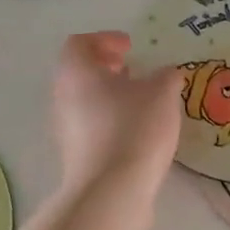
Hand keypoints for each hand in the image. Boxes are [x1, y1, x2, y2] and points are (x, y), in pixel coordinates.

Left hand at [51, 31, 181, 194]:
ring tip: (141, 101)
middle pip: (79, 72)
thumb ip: (166, 76)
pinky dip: (111, 119)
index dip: (105, 39)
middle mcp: (63, 97)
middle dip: (107, 68)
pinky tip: (137, 130)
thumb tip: (165, 74)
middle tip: (134, 69)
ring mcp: (65, 128)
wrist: (111, 190)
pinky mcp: (75, 155)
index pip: (80, 43)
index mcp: (77, 72)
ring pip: (85, 100)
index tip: (130, 46)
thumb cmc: (134, 127)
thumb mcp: (162, 92)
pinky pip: (91, 126)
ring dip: (110, 95)